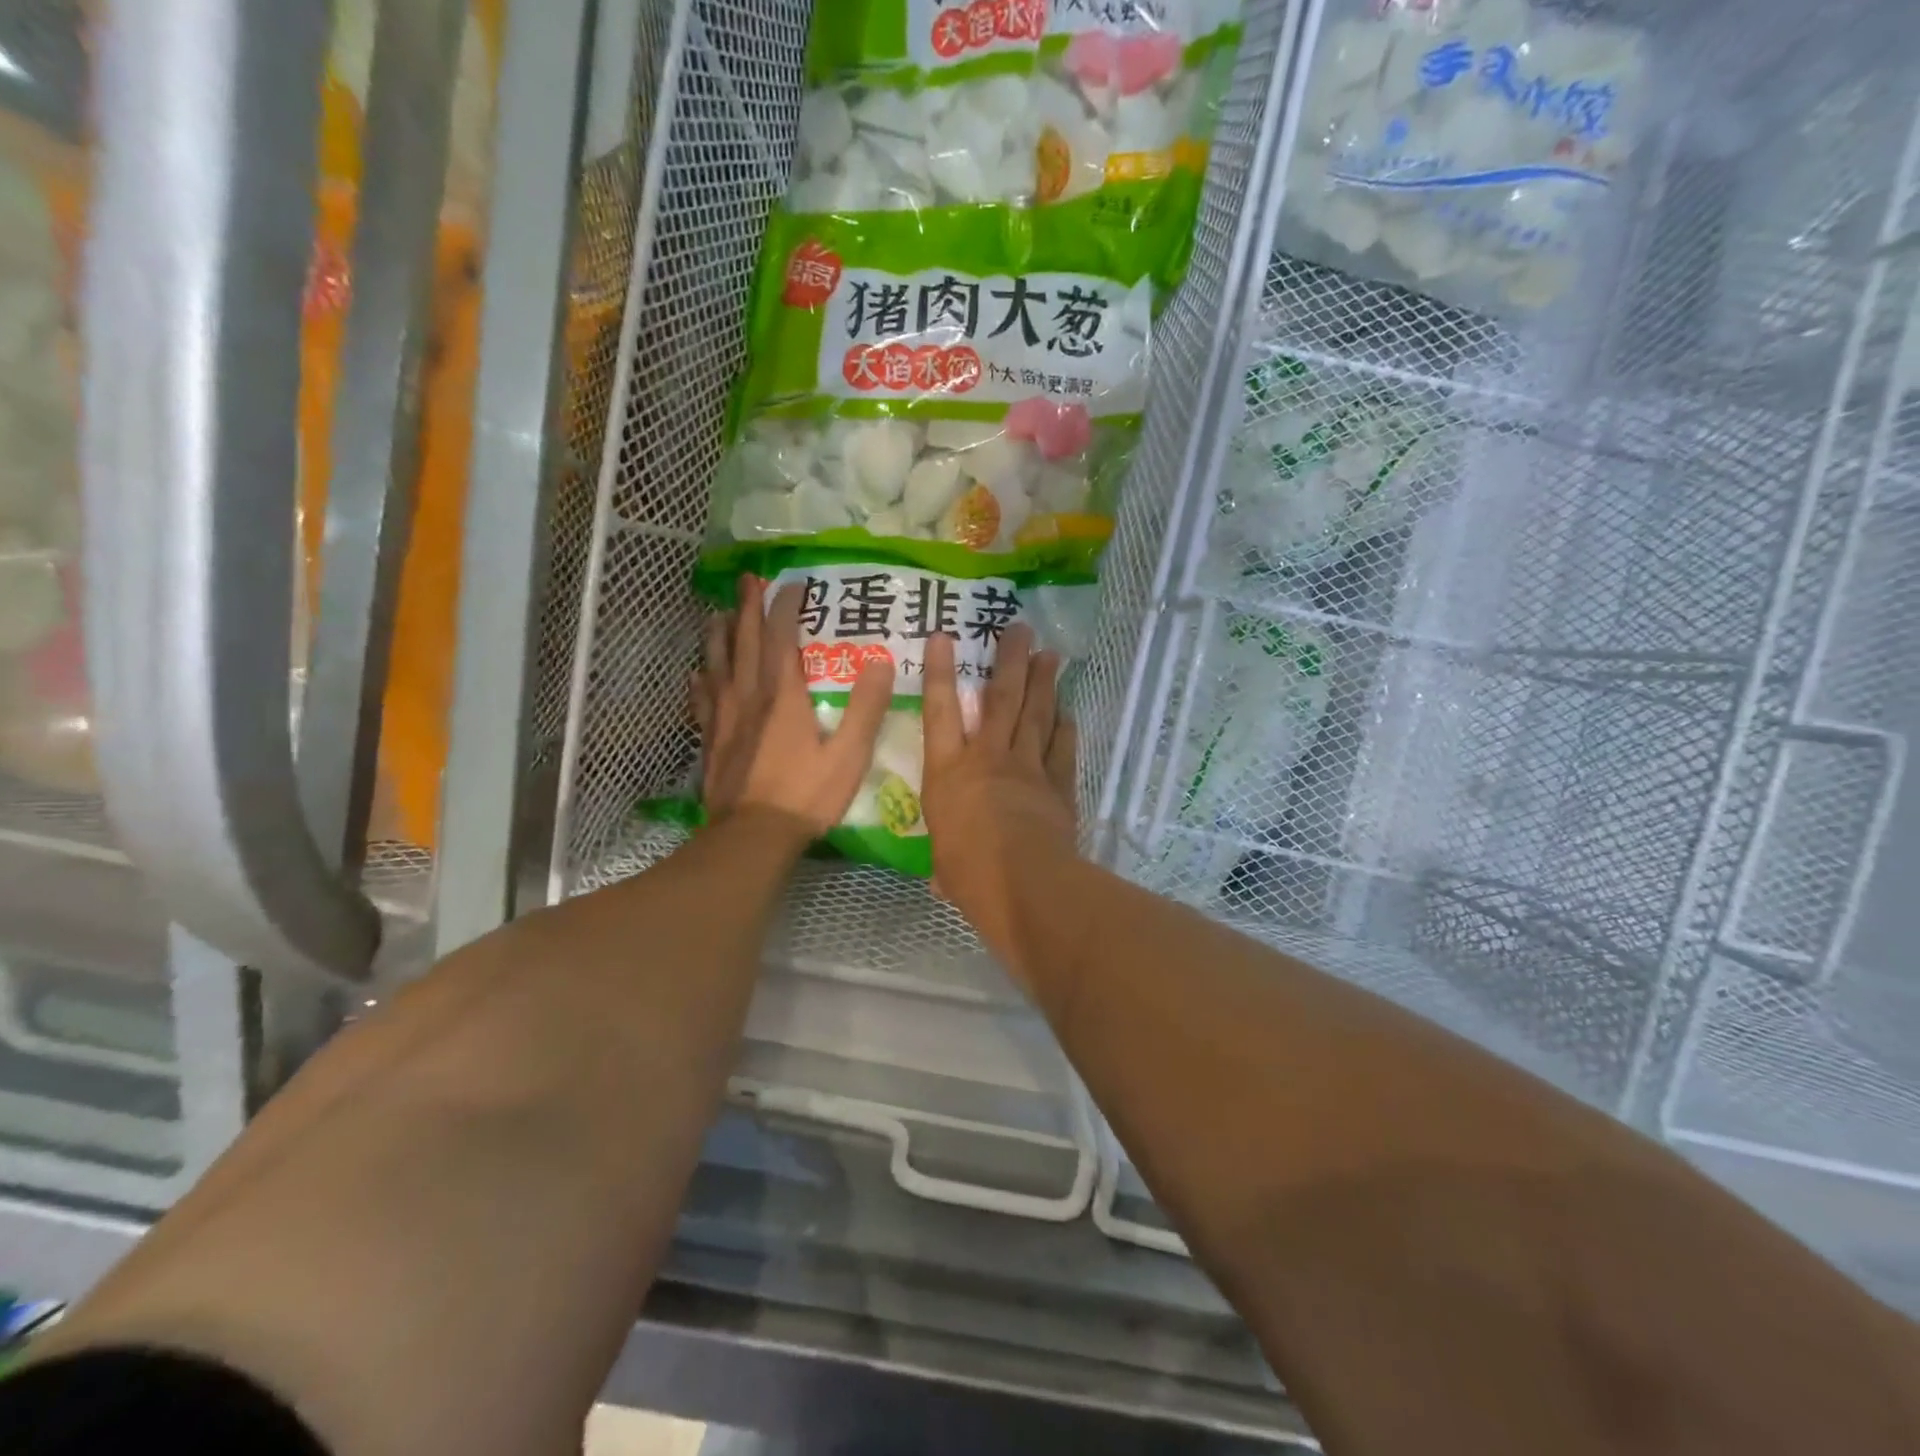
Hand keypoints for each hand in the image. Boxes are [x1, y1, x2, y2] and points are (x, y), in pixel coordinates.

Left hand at [692, 576, 894, 836]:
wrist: (751, 837)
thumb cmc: (805, 796)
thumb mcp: (849, 755)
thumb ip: (866, 708)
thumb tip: (882, 662)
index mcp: (783, 695)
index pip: (782, 637)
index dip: (787, 607)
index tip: (794, 583)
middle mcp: (749, 696)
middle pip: (745, 641)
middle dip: (748, 607)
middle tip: (748, 580)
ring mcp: (724, 718)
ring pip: (718, 664)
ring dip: (719, 635)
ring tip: (719, 613)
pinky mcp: (711, 740)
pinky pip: (703, 700)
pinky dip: (701, 681)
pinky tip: (698, 675)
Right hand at [921, 625, 1078, 969]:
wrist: (1024, 883)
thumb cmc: (969, 874)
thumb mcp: (945, 867)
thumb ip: (945, 863)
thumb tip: (942, 879)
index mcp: (948, 773)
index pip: (940, 712)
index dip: (941, 672)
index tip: (944, 636)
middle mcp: (987, 758)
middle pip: (1001, 699)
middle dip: (1010, 660)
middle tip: (1020, 628)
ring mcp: (1026, 768)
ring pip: (1036, 715)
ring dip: (1043, 683)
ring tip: (1050, 655)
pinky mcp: (1057, 786)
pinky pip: (1062, 749)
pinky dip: (1065, 729)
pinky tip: (1068, 712)